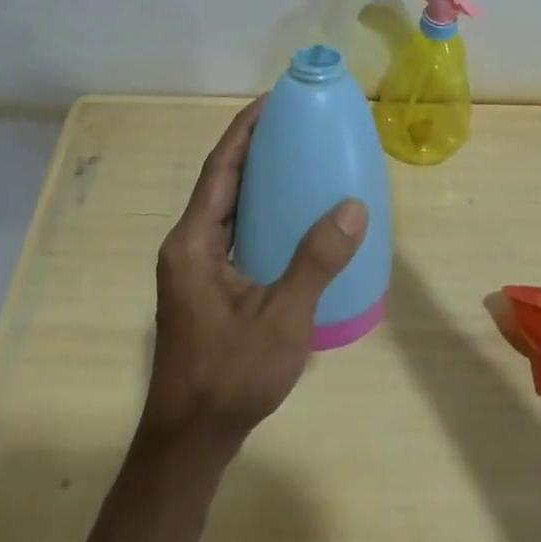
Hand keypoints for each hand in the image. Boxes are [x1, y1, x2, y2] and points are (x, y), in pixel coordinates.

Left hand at [140, 100, 367, 454]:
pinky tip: (289, 219)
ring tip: (296, 159)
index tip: (274, 100)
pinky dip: (257, 213)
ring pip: (225, 207)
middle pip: (220, 181)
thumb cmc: (230, 376)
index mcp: (193, 242)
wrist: (190, 441)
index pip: (219, 168)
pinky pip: (232, 232)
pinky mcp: (204, 286)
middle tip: (295, 124)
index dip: (244, 129)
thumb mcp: (282, 319)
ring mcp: (193, 267)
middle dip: (253, 147)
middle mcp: (187, 245)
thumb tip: (353, 207)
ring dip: (254, 179)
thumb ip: (316, 261)